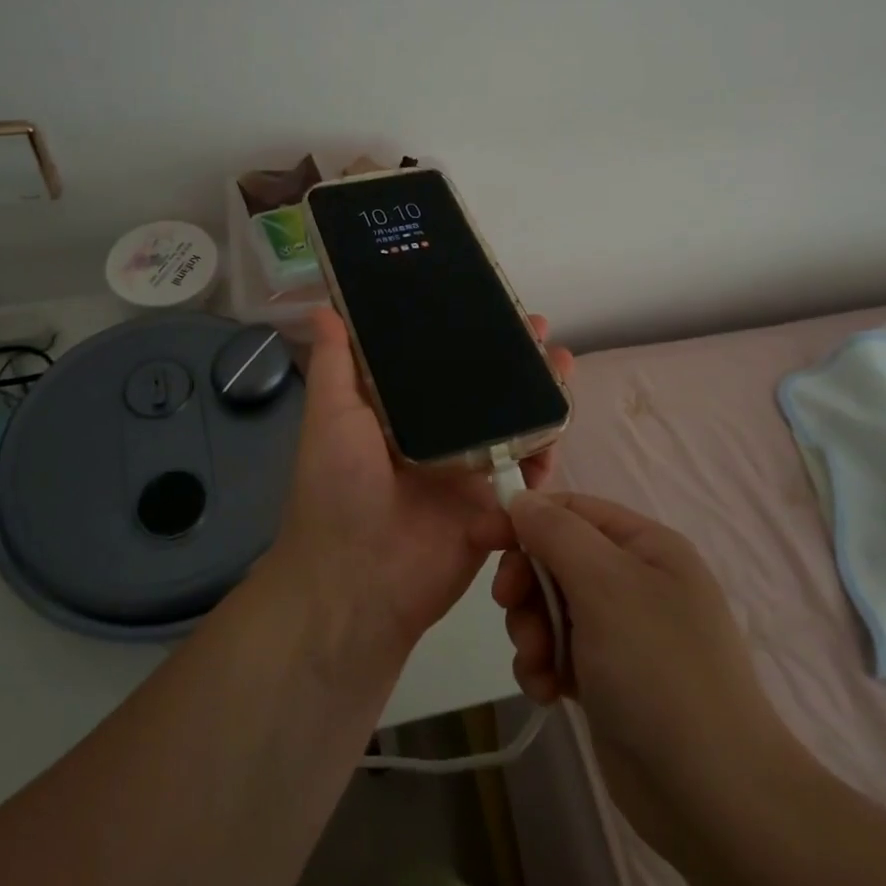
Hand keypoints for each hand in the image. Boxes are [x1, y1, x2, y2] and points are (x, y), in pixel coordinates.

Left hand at [269, 307, 574, 667]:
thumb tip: (324, 307)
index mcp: (402, 414)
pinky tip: (559, 424)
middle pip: (486, 392)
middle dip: (515, 360)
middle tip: (541, 330)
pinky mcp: (493, 508)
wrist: (357, 581)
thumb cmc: (337, 488)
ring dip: (540, 397)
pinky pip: (527, 476)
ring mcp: (469, 473)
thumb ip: (335, 364)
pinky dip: (546, 452)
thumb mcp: (330, 416)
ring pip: (514, 427)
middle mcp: (439, 437)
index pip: (441, 364)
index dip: (467, 335)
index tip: (492, 304)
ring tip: (561, 366)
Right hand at [493, 492, 808, 857]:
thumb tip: (522, 498)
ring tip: (538, 663)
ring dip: (532, 630)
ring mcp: (622, 633)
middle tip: (509, 607)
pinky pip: (559, 652)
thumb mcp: (605, 584)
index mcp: (645, 546)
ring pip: (551, 608)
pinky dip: (544, 666)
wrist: (712, 795)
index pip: (571, 510)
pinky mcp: (608, 680)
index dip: (523, 518)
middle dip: (527, 583)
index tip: (478, 538)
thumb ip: (557, 532)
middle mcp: (635, 582)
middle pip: (556, 558)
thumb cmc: (658, 668)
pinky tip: (546, 692)